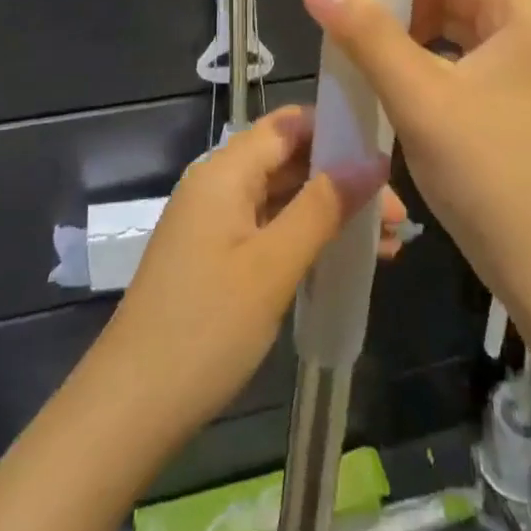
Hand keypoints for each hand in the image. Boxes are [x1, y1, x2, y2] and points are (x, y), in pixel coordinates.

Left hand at [94, 105, 398, 441]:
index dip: (336, 128)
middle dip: (344, 179)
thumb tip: (374, 160)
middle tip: (396, 214)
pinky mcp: (218, 258)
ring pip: (285, 198)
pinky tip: (350, 261)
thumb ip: (324, 206)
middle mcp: (218, 186)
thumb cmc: (207, 326)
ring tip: (390, 242)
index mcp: (224, 172)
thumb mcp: (274, 263)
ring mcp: (216, 224)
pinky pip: (272, 230)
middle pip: (290, 160)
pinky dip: (310, 238)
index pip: (288, 124)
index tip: (384, 151)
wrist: (133, 406)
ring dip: (333, 213)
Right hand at [300, 0, 530, 322]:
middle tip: (348, 22)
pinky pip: (473, 50)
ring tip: (364, 49)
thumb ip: (366, 33)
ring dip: (413, 27)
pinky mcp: (530, 88)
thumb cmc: (490, 179)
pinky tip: (398, 78)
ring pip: (464, 17)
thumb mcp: (420, 100)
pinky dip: (433, 55)